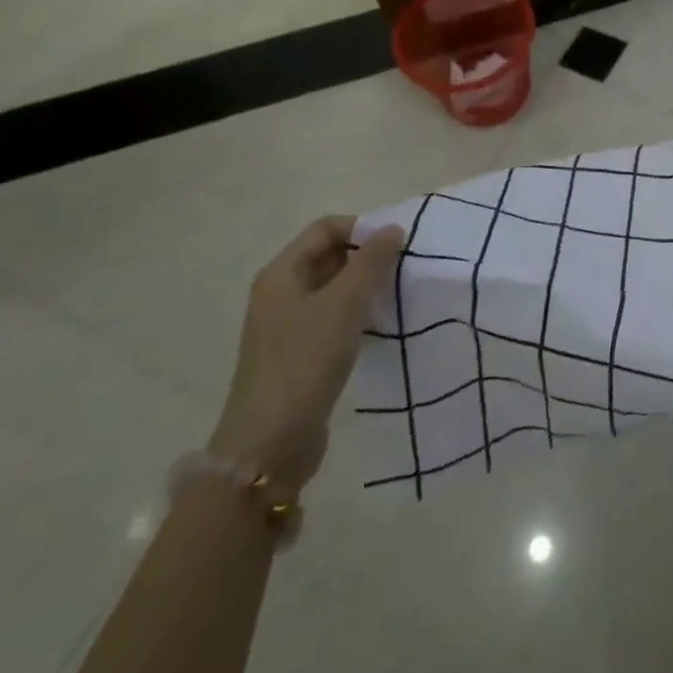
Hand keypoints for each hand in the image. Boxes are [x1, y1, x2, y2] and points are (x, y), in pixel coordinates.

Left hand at [209, 216, 406, 492]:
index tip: (397, 244)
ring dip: (365, 286)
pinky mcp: (299, 354)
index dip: (362, 228)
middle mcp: (280, 293)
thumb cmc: (305, 361)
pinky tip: (379, 326)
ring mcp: (287, 326)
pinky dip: (357, 314)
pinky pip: (333, 318)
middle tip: (403, 267)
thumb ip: (371, 261)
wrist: (269, 444)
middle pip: (329, 255)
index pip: (325, 228)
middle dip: (367, 256)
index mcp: (281, 274)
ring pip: (334, 288)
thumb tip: (392, 229)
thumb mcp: (344, 303)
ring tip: (397, 295)